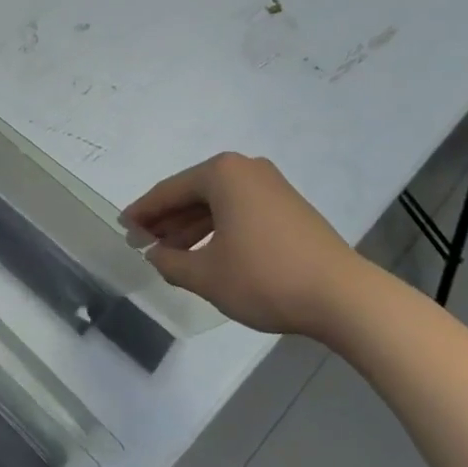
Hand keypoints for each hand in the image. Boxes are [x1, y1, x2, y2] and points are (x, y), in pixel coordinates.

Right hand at [123, 152, 370, 338]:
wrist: (343, 297)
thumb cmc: (266, 278)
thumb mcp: (207, 275)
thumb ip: (171, 262)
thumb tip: (156, 254)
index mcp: (222, 173)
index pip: (169, 191)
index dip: (143, 212)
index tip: (123, 228)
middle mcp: (246, 169)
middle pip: (193, 194)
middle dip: (167, 220)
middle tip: (143, 243)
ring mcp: (271, 186)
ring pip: (217, 204)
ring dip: (191, 228)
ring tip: (169, 253)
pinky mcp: (288, 207)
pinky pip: (239, 211)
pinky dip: (218, 230)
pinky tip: (206, 253)